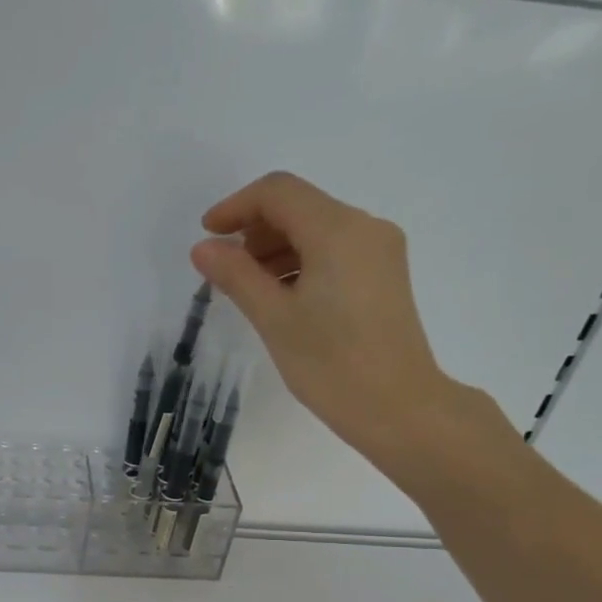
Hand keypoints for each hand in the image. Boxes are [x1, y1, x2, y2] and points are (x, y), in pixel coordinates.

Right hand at [190, 171, 502, 484]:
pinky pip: (334, 250)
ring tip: (249, 288)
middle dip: (255, 230)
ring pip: (317, 228)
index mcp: (338, 230)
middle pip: (299, 206)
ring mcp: (380, 250)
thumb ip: (236, 276)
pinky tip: (282, 296)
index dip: (236, 207)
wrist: (398, 408)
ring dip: (276, 248)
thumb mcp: (274, 318)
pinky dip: (301, 262)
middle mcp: (365, 227)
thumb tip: (203, 248)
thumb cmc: (331, 365)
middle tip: (225, 270)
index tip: (207, 237)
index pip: (278, 193)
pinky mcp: (384, 274)